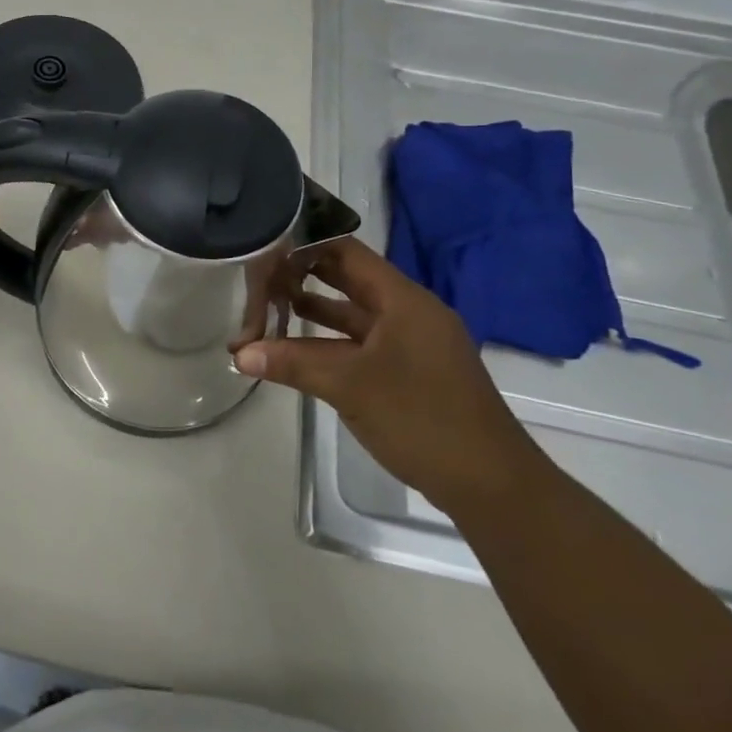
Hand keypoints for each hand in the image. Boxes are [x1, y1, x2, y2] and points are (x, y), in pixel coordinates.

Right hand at [236, 237, 545, 515]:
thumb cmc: (423, 419)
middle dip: (303, 277)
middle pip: (348, 280)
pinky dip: (330, 342)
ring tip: (266, 309)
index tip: (264, 248)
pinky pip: (362, 343)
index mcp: (403, 300)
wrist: (492, 486)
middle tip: (257, 277)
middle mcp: (408, 313)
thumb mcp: (350, 386)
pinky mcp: (411, 371)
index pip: (346, 252)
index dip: (305, 245)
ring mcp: (412, 343)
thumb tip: (239, 353)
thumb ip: (293, 363)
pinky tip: (297, 349)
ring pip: (353, 315)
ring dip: (313, 312)